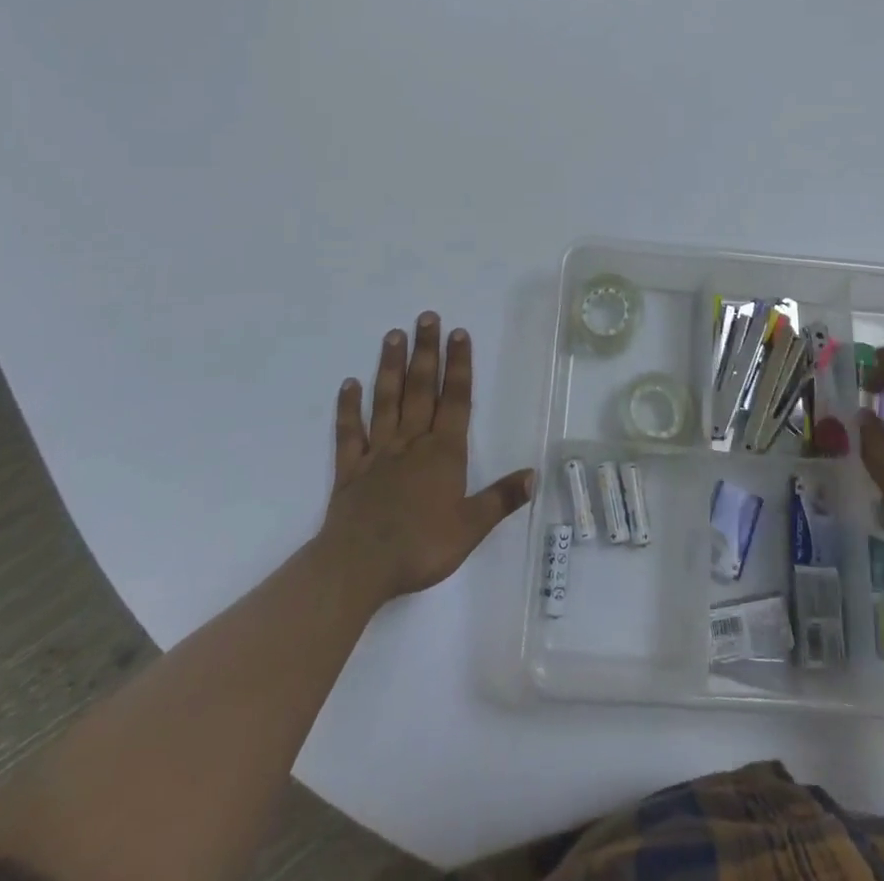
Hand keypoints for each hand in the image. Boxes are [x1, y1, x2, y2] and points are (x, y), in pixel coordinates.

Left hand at [318, 312, 533, 604]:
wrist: (358, 567)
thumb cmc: (420, 546)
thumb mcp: (471, 528)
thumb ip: (501, 498)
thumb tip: (535, 474)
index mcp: (443, 453)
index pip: (456, 400)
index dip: (459, 366)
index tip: (459, 333)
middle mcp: (412, 442)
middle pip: (421, 388)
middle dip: (427, 351)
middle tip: (427, 316)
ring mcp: (378, 452)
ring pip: (387, 401)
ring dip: (391, 367)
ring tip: (394, 335)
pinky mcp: (350, 469)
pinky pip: (349, 432)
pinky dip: (348, 408)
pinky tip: (348, 384)